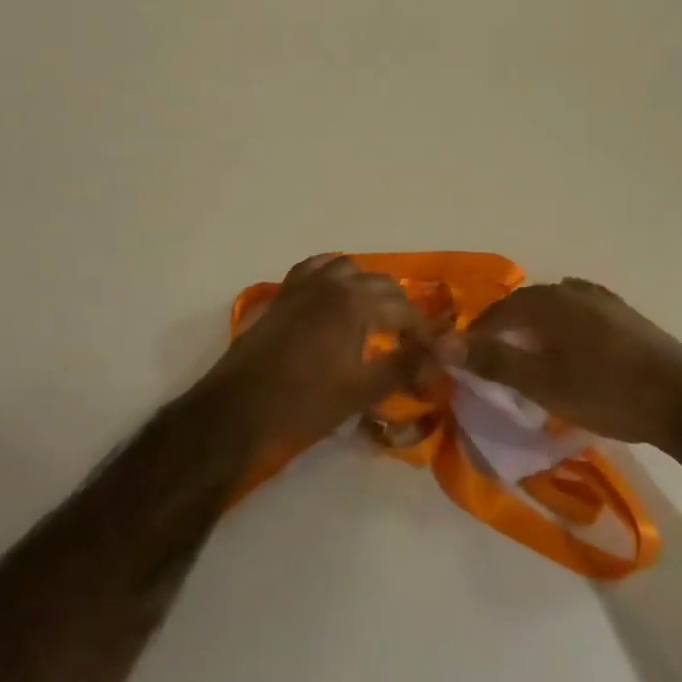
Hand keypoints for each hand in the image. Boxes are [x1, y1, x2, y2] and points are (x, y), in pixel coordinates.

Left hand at [209, 255, 440, 451]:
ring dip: (368, 287)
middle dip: (400, 308)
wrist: (238, 412)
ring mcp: (303, 285)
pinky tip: (336, 299)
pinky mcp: (282, 294)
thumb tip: (443, 350)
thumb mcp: (363, 390)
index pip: (404, 309)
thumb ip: (406, 364)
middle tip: (409, 341)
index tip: (434, 356)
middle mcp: (332, 282)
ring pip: (348, 269)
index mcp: (355, 302)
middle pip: (380, 284)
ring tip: (376, 318)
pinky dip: (333, 276)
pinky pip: (315, 269)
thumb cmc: (304, 405)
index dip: (423, 332)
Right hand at [450, 278, 681, 445]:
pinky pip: (579, 316)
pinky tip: (571, 353)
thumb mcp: (542, 382)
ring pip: (554, 310)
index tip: (466, 361)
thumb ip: (493, 360)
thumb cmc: (608, 392)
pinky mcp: (626, 317)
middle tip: (495, 363)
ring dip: (535, 330)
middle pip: (526, 305)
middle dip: (506, 330)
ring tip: (530, 360)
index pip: (498, 311)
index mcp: (550, 300)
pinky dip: (563, 331)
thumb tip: (442, 341)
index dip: (478, 334)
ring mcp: (604, 301)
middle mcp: (573, 290)